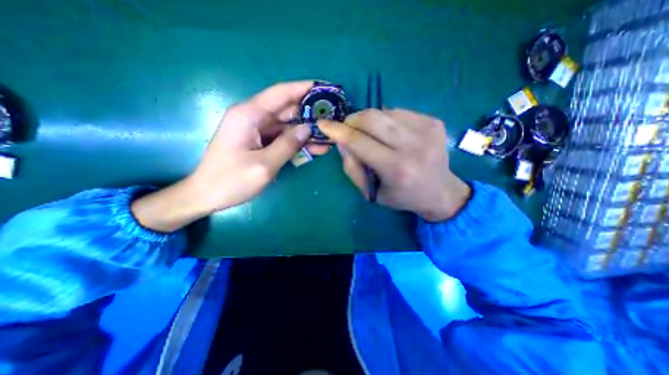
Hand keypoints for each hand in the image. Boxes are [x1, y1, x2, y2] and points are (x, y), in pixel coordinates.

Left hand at [135, 80, 315, 230]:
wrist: (207, 195)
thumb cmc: (231, 181)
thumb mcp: (264, 165)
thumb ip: (287, 145)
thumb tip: (307, 128)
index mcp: (249, 115)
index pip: (280, 93)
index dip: (302, 89)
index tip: (323, 88)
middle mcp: (252, 117)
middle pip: (286, 109)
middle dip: (309, 113)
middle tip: (332, 117)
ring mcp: (256, 130)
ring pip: (287, 125)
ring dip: (306, 131)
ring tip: (328, 137)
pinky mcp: (259, 142)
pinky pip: (282, 138)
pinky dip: (297, 142)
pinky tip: (315, 149)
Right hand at [317, 108, 468, 221]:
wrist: (440, 191)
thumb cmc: (401, 196)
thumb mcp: (371, 191)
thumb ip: (352, 167)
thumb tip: (341, 141)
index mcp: (396, 168)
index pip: (359, 141)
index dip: (338, 131)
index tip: (323, 124)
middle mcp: (413, 146)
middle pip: (372, 118)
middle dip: (352, 120)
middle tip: (348, 128)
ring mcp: (427, 130)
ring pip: (384, 111)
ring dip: (370, 120)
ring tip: (372, 135)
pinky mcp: (434, 121)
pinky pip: (399, 112)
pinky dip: (387, 120)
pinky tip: (391, 134)